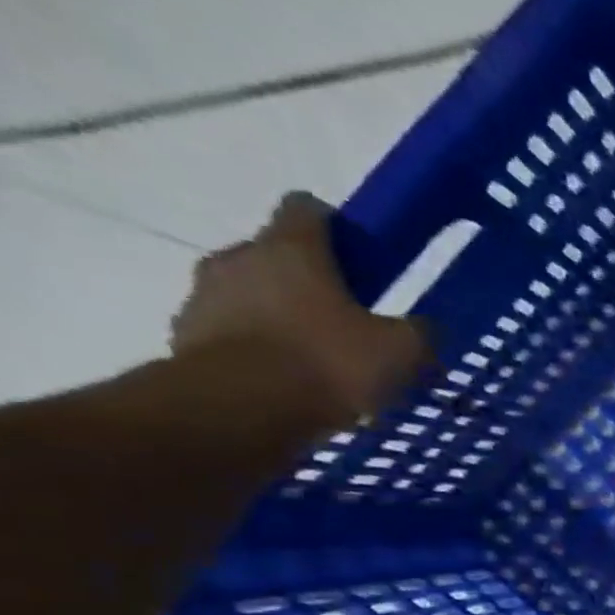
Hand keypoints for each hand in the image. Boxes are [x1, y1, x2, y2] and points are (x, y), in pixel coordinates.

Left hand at [169, 191, 429, 427]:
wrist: (241, 406)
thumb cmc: (328, 363)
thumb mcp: (401, 352)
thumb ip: (420, 334)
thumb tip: (426, 328)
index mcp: (292, 248)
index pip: (308, 209)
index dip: (337, 228)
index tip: (360, 261)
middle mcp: (241, 257)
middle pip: (279, 257)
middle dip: (311, 284)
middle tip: (349, 325)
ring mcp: (206, 294)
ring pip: (253, 296)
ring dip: (282, 319)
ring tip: (319, 365)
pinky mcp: (188, 334)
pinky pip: (232, 333)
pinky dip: (259, 351)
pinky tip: (289, 385)